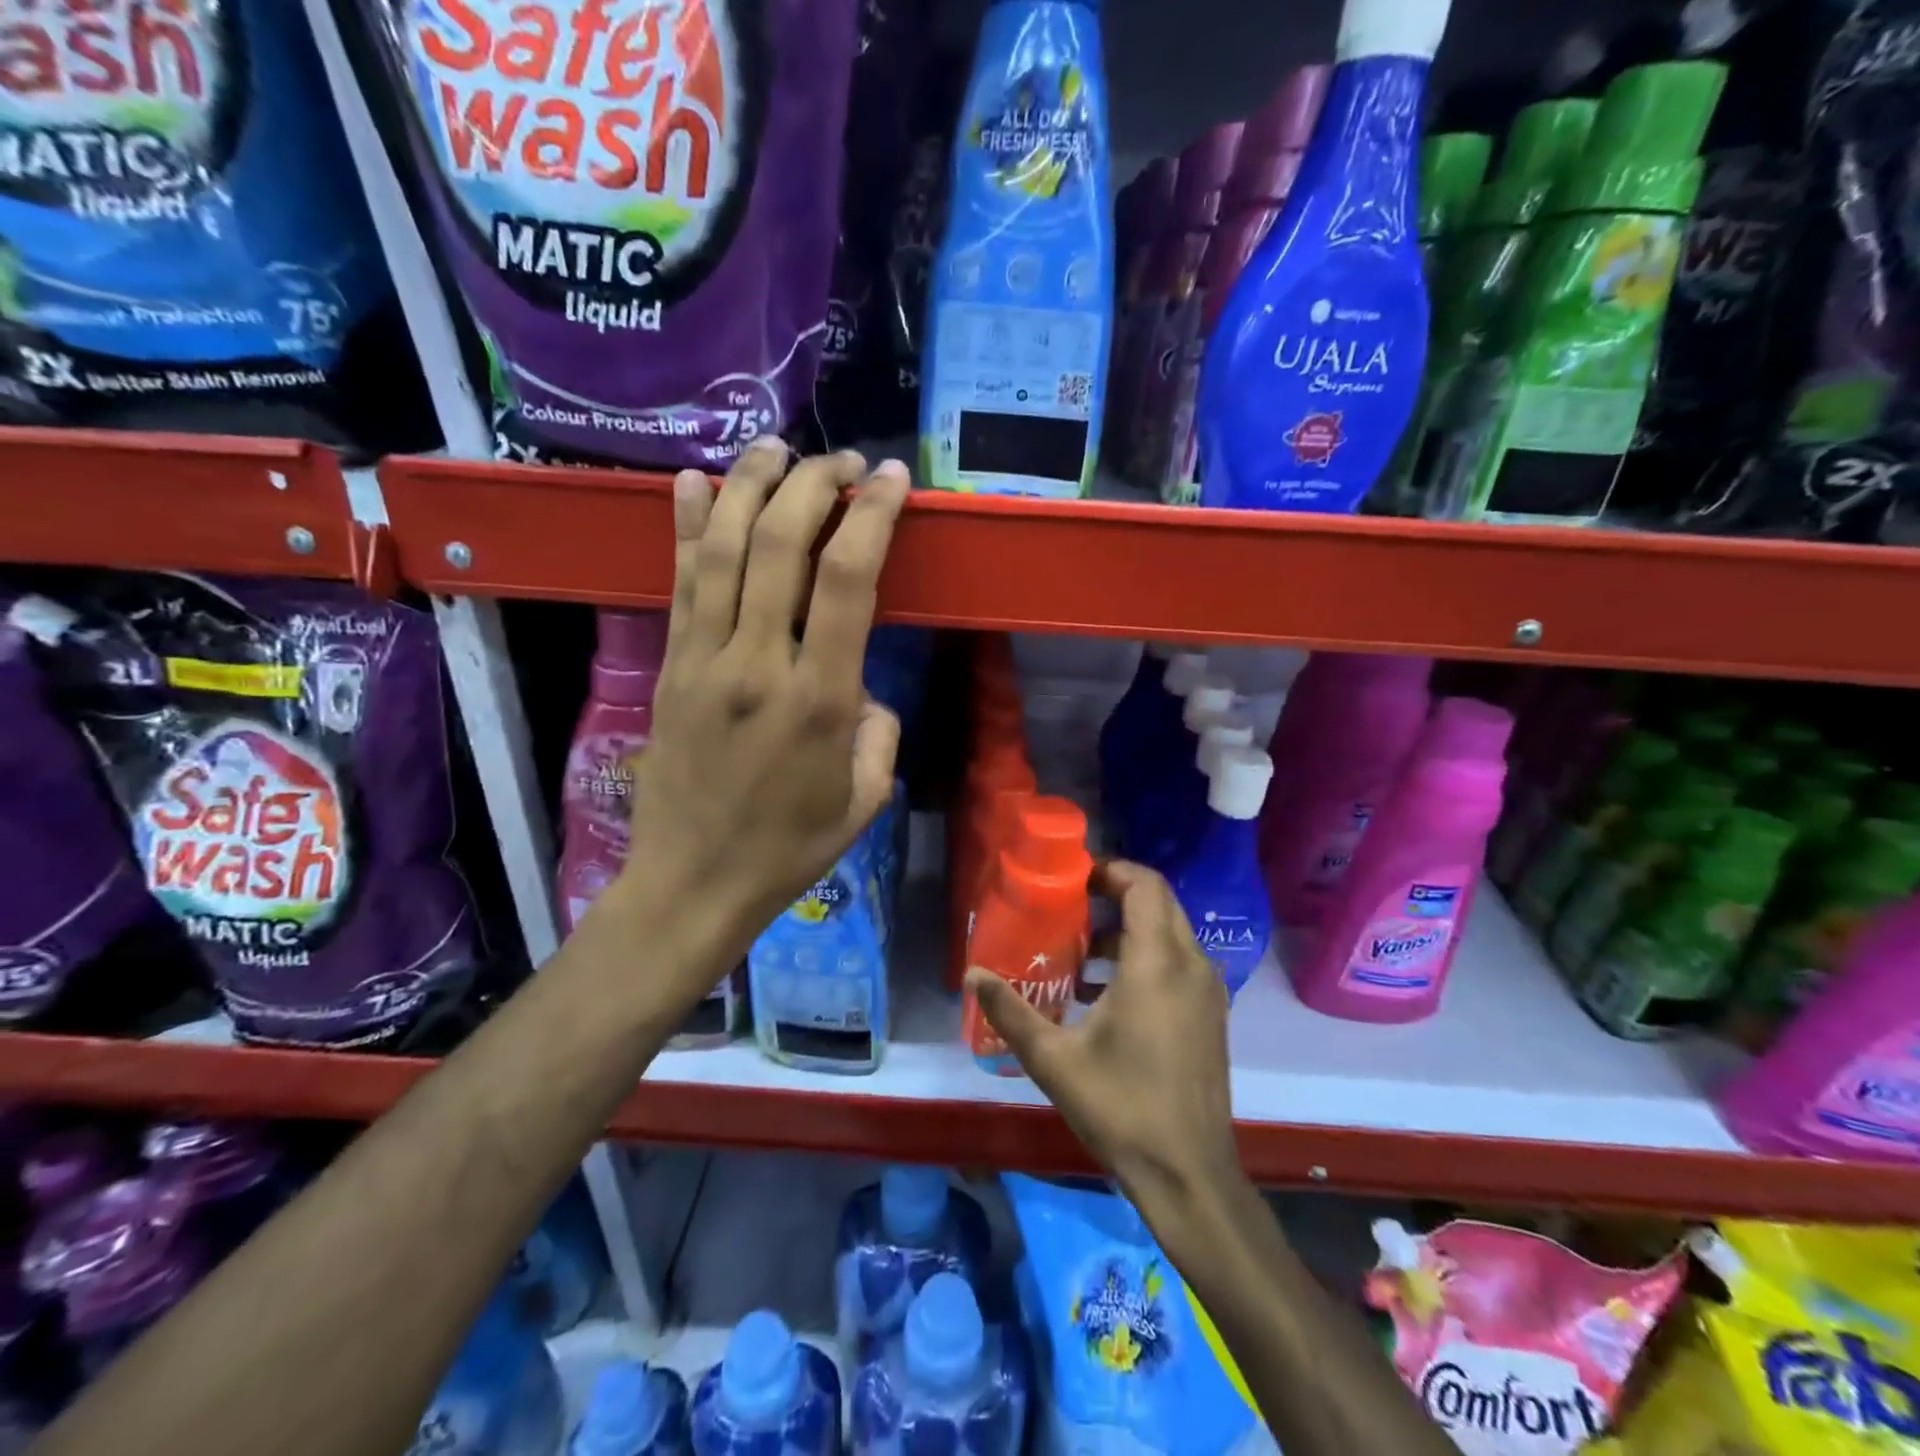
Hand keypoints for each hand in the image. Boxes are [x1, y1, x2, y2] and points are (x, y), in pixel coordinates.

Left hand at [613, 440, 908, 983]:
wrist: (693, 883)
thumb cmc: (789, 848)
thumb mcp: (864, 799)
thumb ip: (878, 731)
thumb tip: (860, 686)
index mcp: (820, 700)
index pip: (849, 579)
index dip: (872, 515)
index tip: (892, 479)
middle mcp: (759, 664)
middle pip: (780, 544)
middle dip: (814, 484)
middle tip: (842, 460)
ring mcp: (704, 660)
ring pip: (720, 548)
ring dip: (748, 485)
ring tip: (775, 448)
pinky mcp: (670, 666)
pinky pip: (677, 583)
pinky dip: (684, 526)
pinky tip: (691, 482)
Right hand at [965, 862, 1244, 1225]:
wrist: (1190, 1175)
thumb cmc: (1121, 1108)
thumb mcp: (1053, 1059)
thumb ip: (1010, 1011)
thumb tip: (971, 973)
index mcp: (1156, 963)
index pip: (1144, 885)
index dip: (1110, 870)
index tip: (1072, 878)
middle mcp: (1191, 965)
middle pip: (1159, 903)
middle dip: (1116, 895)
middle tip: (1070, 908)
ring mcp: (1207, 992)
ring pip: (1170, 933)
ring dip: (1128, 930)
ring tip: (1080, 953)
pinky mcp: (1211, 1016)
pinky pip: (1179, 963)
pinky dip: (1145, 957)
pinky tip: (1105, 994)